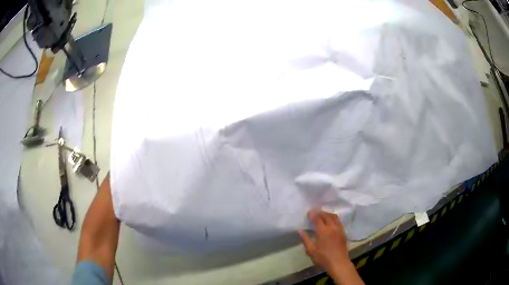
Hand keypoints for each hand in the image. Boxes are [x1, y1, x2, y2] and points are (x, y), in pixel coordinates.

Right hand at [299, 209, 363, 284]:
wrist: (339, 263)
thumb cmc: (323, 258)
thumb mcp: (311, 251)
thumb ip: (305, 239)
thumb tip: (300, 230)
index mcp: (323, 231)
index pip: (317, 218)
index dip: (313, 213)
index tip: (309, 211)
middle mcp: (332, 227)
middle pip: (326, 215)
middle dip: (320, 212)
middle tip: (314, 213)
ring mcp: (339, 229)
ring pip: (334, 217)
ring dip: (327, 214)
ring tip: (322, 215)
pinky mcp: (343, 232)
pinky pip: (338, 221)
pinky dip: (333, 218)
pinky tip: (330, 222)